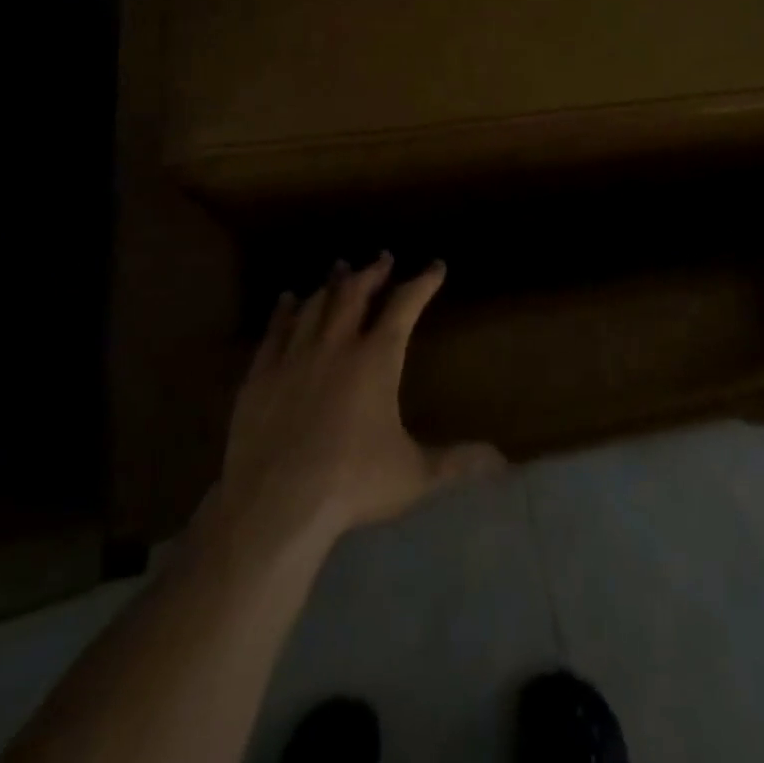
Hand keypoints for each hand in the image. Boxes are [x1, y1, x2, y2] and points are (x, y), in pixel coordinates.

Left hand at [215, 254, 502, 548]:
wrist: (275, 505)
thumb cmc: (352, 483)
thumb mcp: (414, 475)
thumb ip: (457, 462)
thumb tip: (502, 460)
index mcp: (376, 359)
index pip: (405, 306)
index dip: (422, 282)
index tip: (435, 267)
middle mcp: (336, 345)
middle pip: (356, 293)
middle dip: (372, 272)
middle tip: (382, 257)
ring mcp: (295, 357)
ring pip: (316, 305)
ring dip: (331, 284)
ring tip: (339, 269)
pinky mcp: (261, 375)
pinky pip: (275, 331)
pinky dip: (284, 311)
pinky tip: (287, 300)